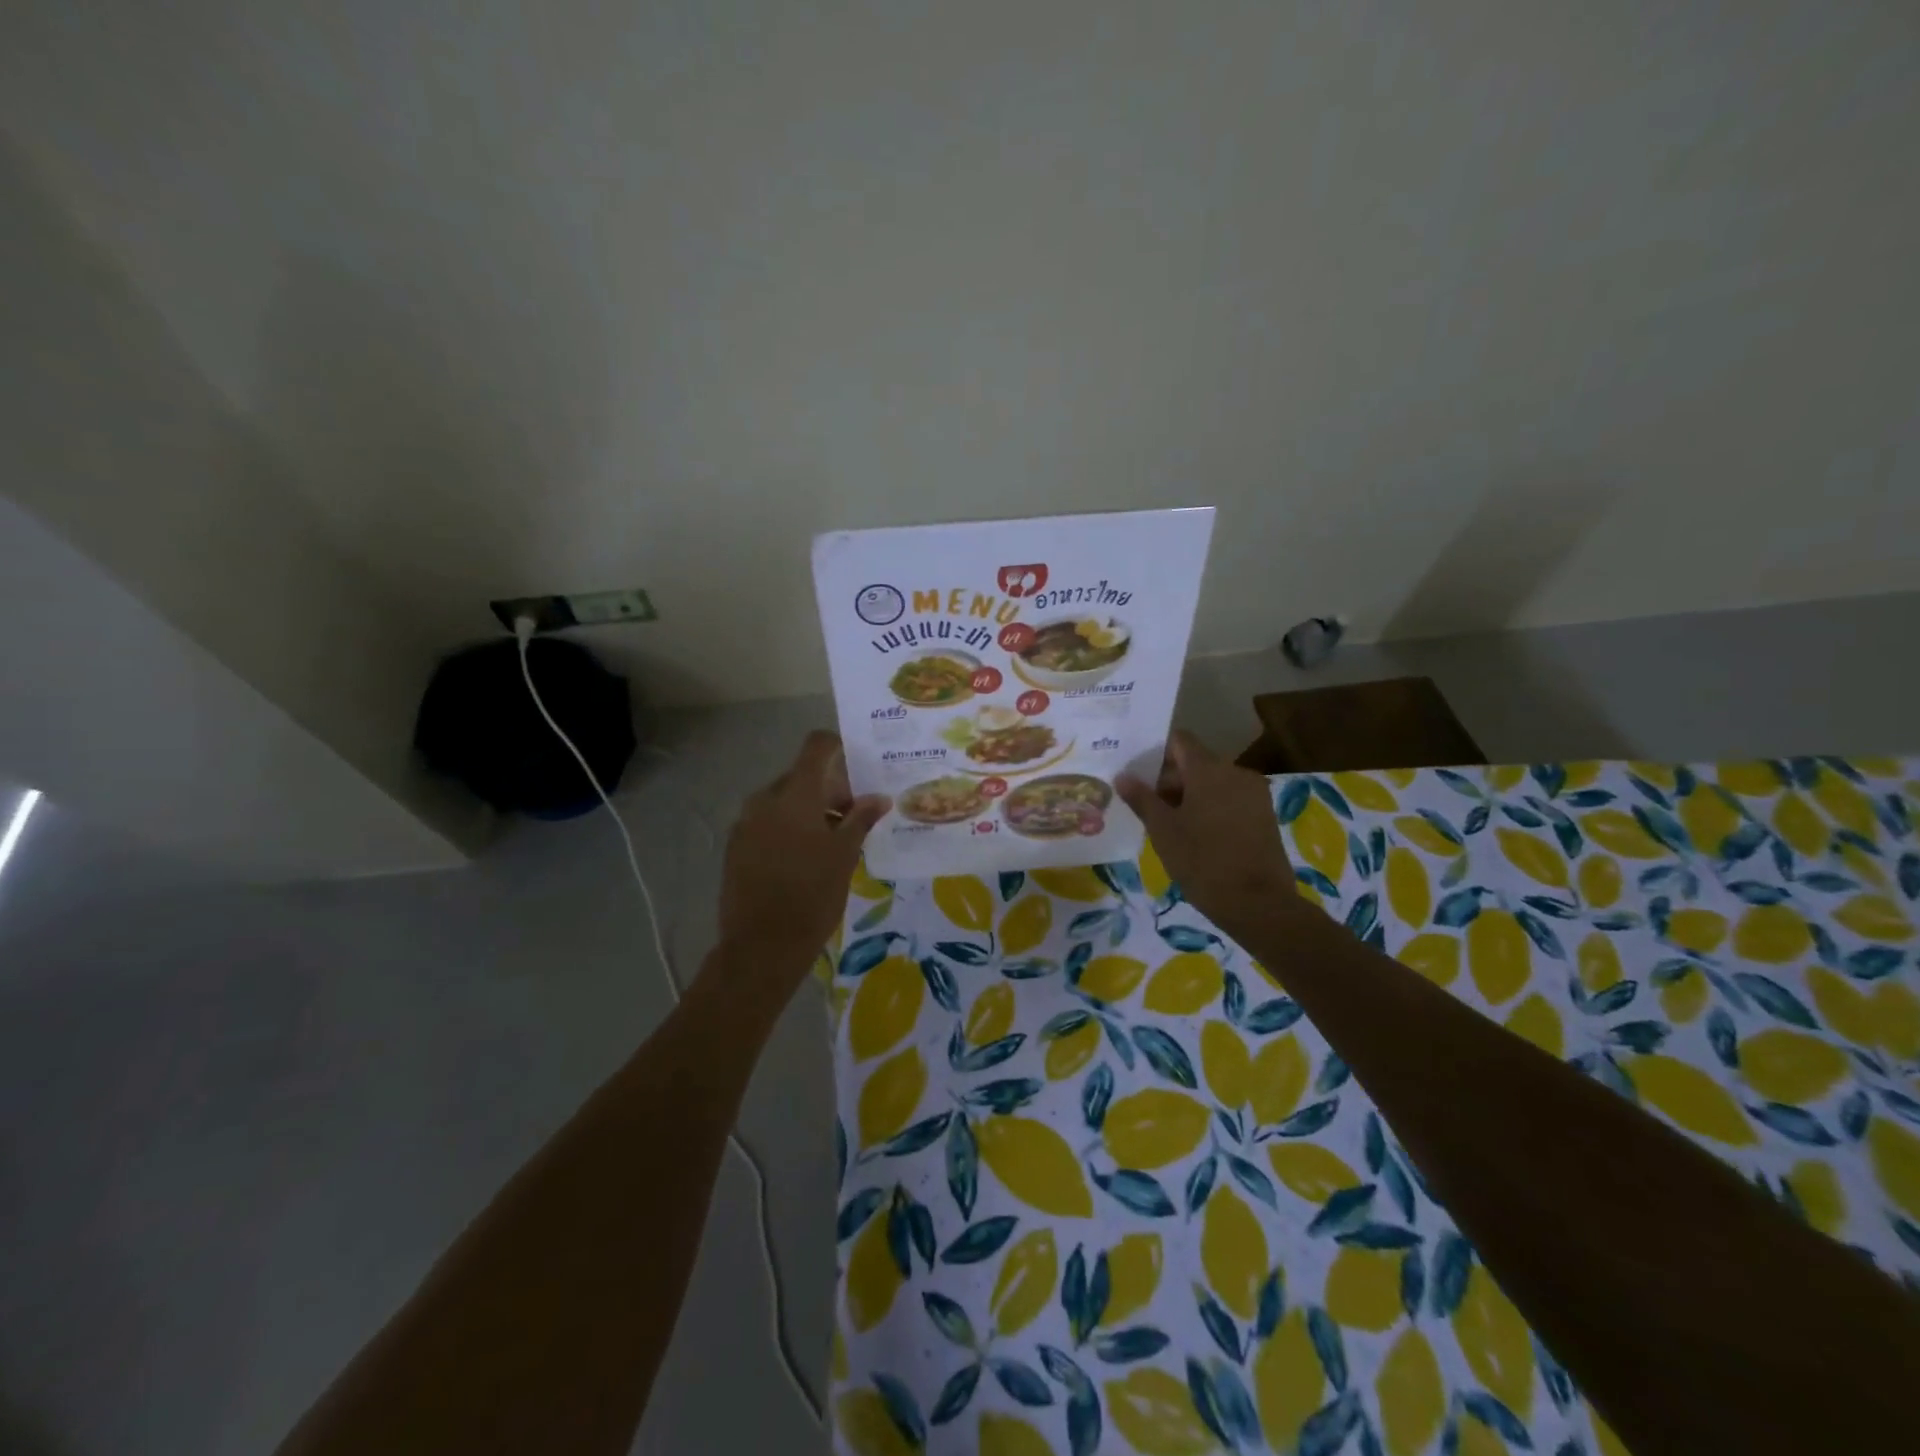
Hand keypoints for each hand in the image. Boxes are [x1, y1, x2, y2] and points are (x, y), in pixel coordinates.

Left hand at [716, 732, 890, 984]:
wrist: (761, 947)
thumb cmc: (812, 895)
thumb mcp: (844, 855)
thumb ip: (861, 819)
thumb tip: (879, 798)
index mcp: (794, 795)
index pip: (816, 747)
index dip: (839, 749)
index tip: (860, 770)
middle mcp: (765, 800)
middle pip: (801, 776)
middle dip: (830, 790)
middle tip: (854, 818)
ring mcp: (746, 823)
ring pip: (784, 802)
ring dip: (810, 811)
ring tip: (832, 843)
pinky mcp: (735, 847)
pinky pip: (767, 823)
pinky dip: (789, 829)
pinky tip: (804, 860)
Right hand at [1117, 731, 1300, 936]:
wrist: (1258, 904)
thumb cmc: (1203, 862)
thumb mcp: (1163, 830)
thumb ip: (1142, 799)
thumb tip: (1123, 776)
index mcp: (1209, 770)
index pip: (1180, 741)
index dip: (1156, 751)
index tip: (1137, 770)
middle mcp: (1235, 773)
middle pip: (1196, 762)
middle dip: (1170, 779)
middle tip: (1146, 805)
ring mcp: (1254, 794)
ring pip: (1214, 782)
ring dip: (1190, 795)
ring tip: (1168, 823)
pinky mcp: (1265, 815)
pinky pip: (1230, 799)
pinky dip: (1210, 808)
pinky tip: (1195, 834)